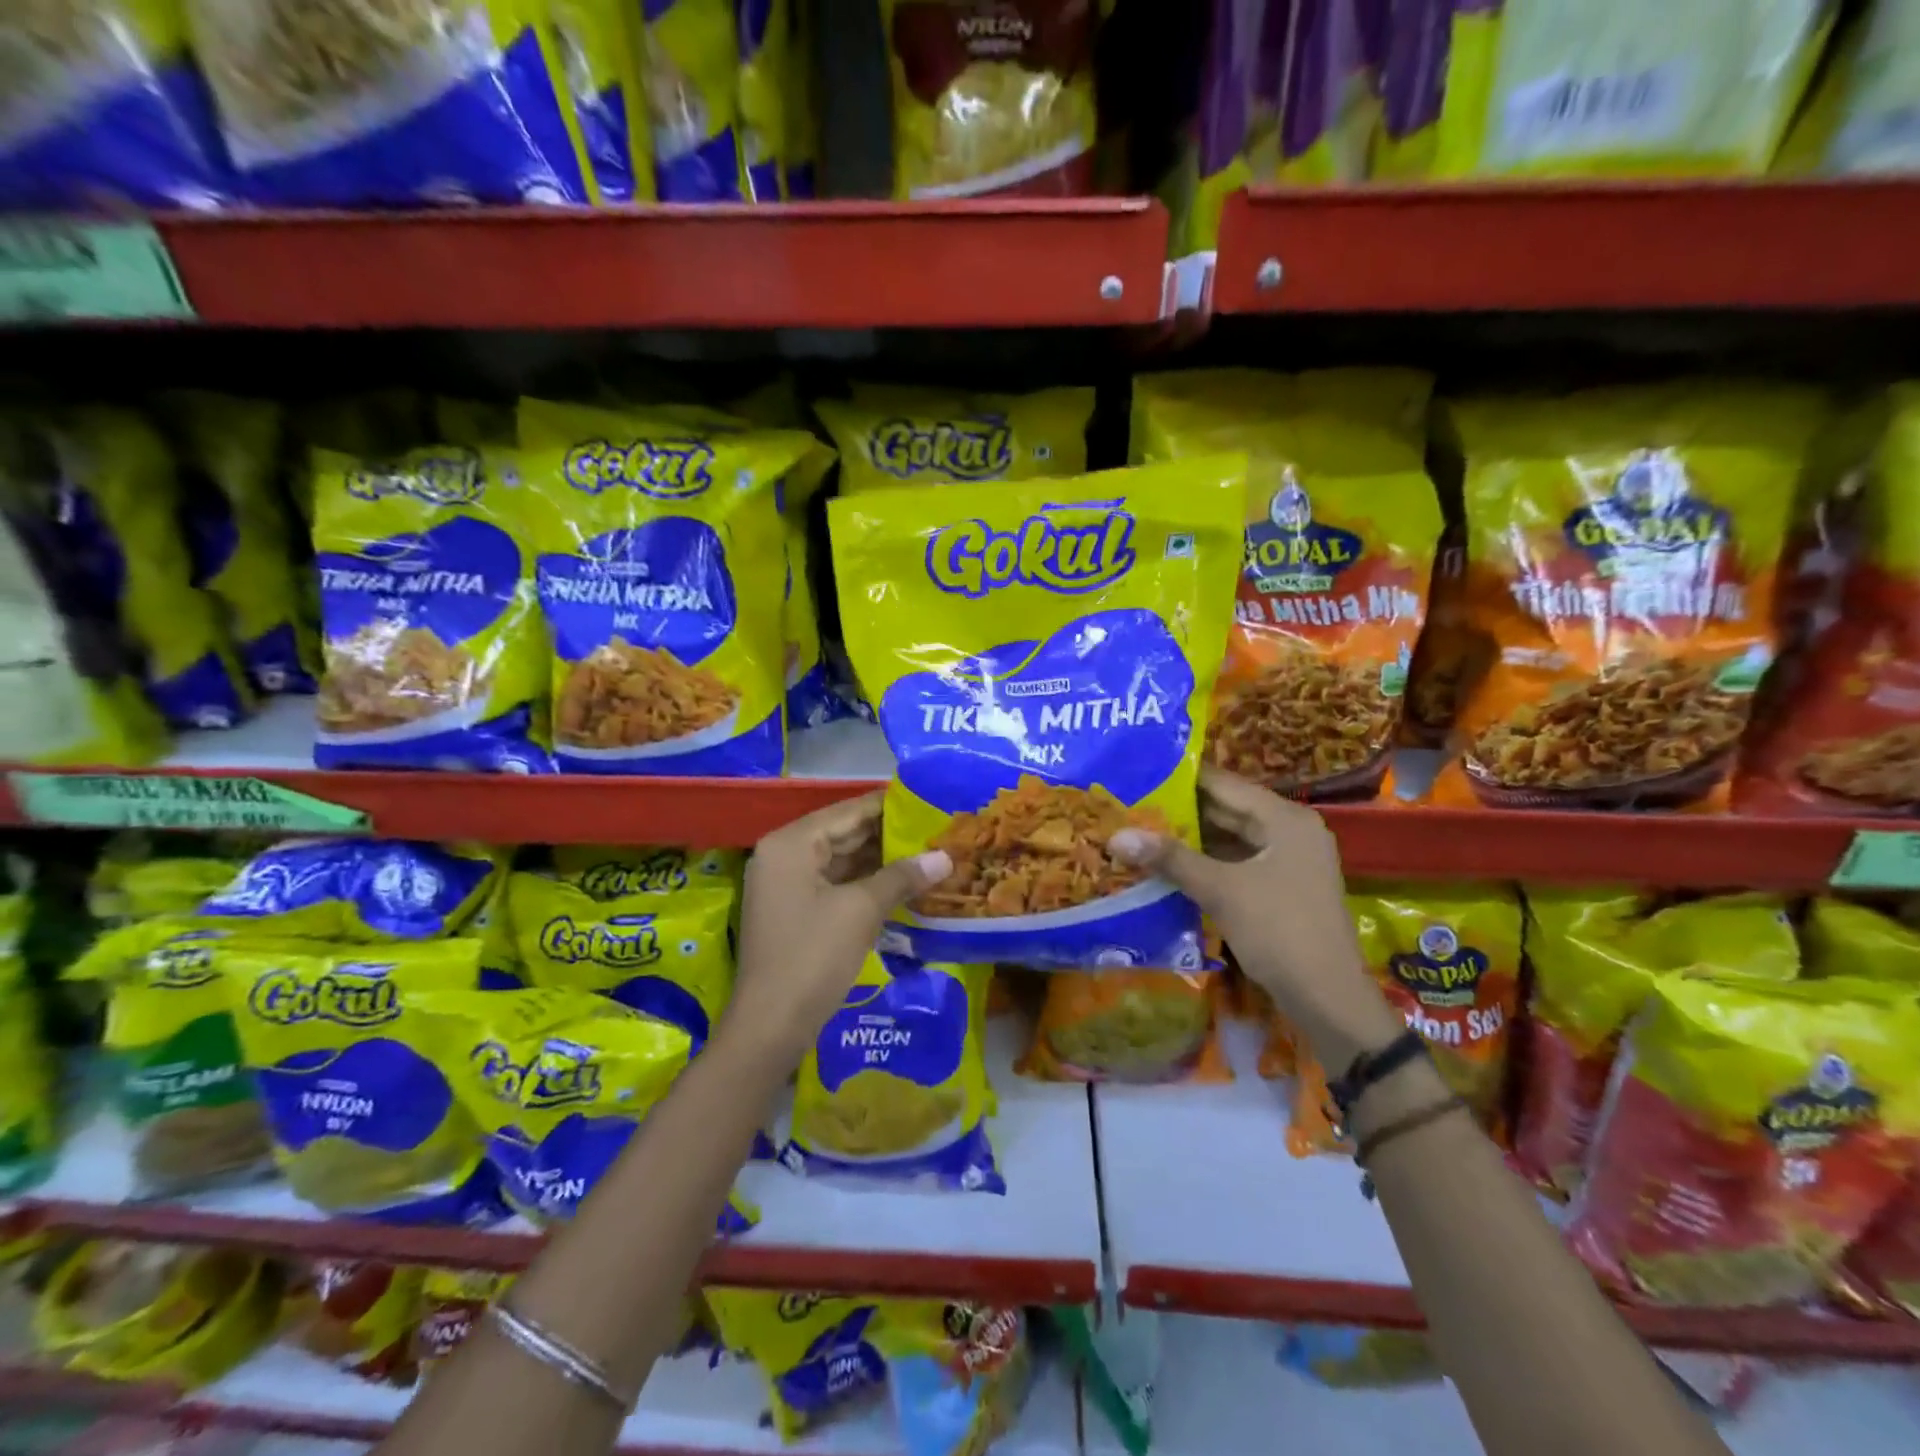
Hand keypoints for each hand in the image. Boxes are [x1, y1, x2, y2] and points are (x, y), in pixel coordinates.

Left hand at [730, 792, 950, 1059]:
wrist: (770, 1027)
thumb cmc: (813, 957)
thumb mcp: (861, 910)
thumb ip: (902, 876)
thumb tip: (945, 856)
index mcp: (792, 843)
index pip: (849, 811)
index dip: (890, 805)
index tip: (930, 800)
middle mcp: (784, 855)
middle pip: (844, 833)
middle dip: (889, 834)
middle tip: (936, 829)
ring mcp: (787, 885)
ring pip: (842, 861)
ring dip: (881, 861)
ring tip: (929, 853)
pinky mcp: (796, 912)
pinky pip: (836, 885)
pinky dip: (866, 884)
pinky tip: (903, 885)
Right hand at [1108, 766, 1398, 1071]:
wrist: (1328, 1000)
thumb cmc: (1279, 931)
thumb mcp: (1221, 890)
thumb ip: (1170, 858)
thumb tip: (1116, 834)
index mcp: (1284, 818)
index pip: (1224, 783)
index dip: (1180, 778)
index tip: (1137, 773)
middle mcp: (1289, 830)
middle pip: (1226, 809)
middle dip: (1179, 810)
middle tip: (1130, 803)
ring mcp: (1286, 861)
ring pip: (1229, 838)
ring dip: (1189, 838)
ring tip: (1139, 830)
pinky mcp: (1279, 888)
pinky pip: (1235, 862)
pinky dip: (1204, 862)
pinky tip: (1167, 865)